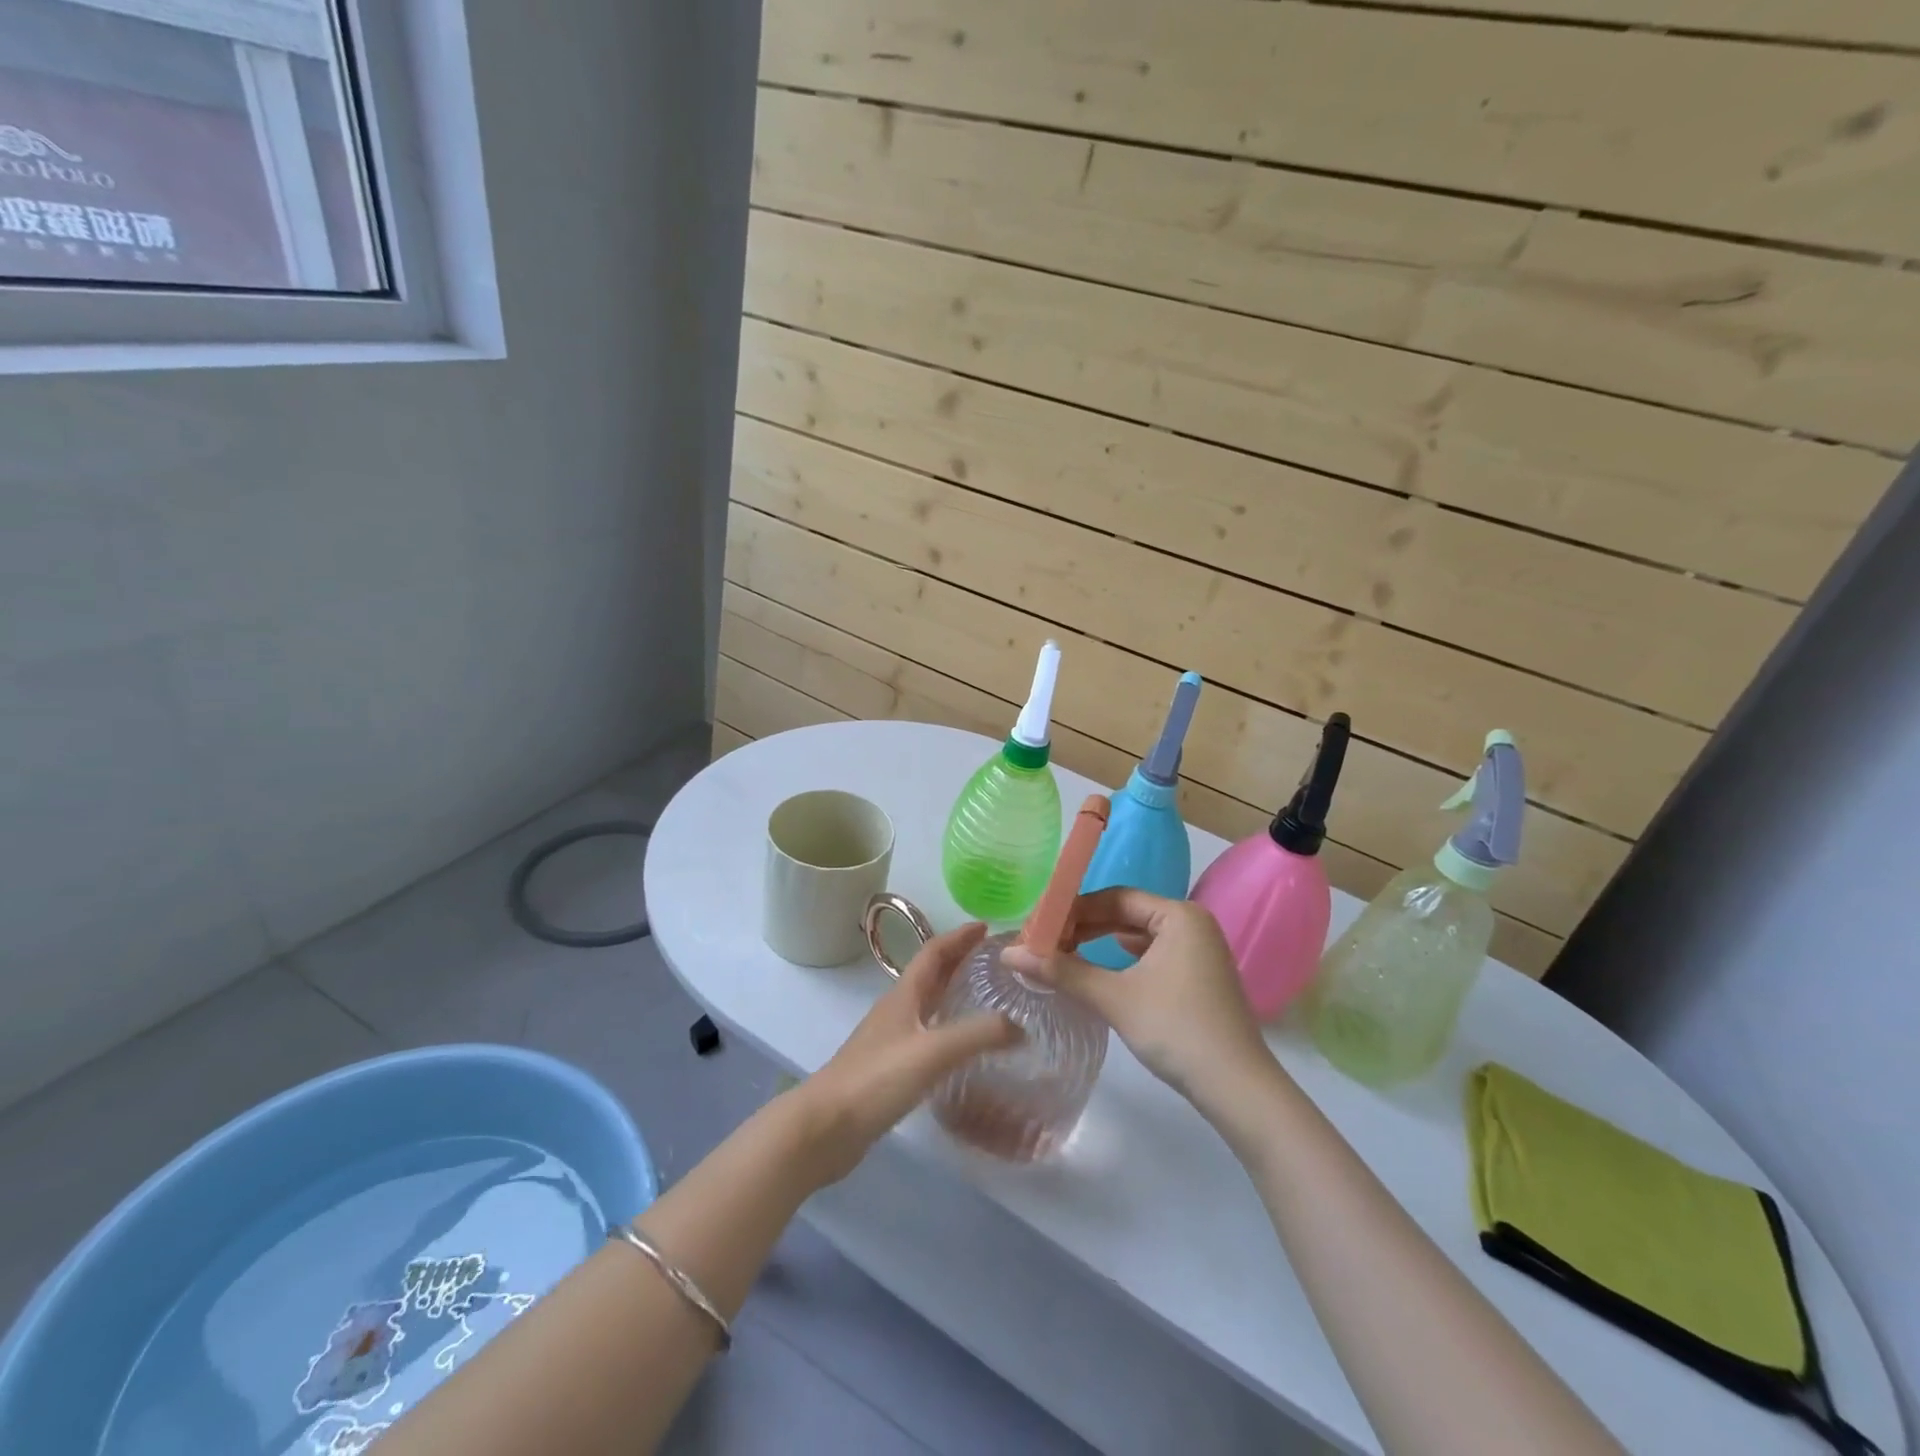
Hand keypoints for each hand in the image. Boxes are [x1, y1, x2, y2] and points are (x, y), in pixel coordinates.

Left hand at [793, 922, 1021, 1183]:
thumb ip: (977, 1035)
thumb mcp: (932, 1052)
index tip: (986, 927)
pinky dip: (948, 1029)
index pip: (934, 952)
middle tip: (995, 959)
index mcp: (904, 995)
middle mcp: (898, 1010)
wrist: (825, 1127)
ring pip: (929, 1004)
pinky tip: (963, 1048)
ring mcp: (892, 1039)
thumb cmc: (876, 1079)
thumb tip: (1020, 1025)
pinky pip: (927, 1035)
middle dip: (960, 960)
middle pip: (932, 974)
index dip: (959, 937)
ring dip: (954, 992)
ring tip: (987, 997)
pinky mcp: (891, 1068)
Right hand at [1006, 888, 1277, 1113]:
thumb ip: (1062, 971)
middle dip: (1086, 927)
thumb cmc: (1176, 1029)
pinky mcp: (1200, 977)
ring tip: (1064, 955)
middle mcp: (1193, 924)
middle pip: (1127, 914)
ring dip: (1102, 944)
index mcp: (1179, 915)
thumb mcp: (1114, 998)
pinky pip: (1153, 955)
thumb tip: (1009, 953)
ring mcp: (1200, 952)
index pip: (1116, 897)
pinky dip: (1124, 961)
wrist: (1238, 1089)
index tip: (1040, 926)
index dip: (1074, 909)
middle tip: (1046, 942)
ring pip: (1140, 936)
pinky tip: (1101, 972)